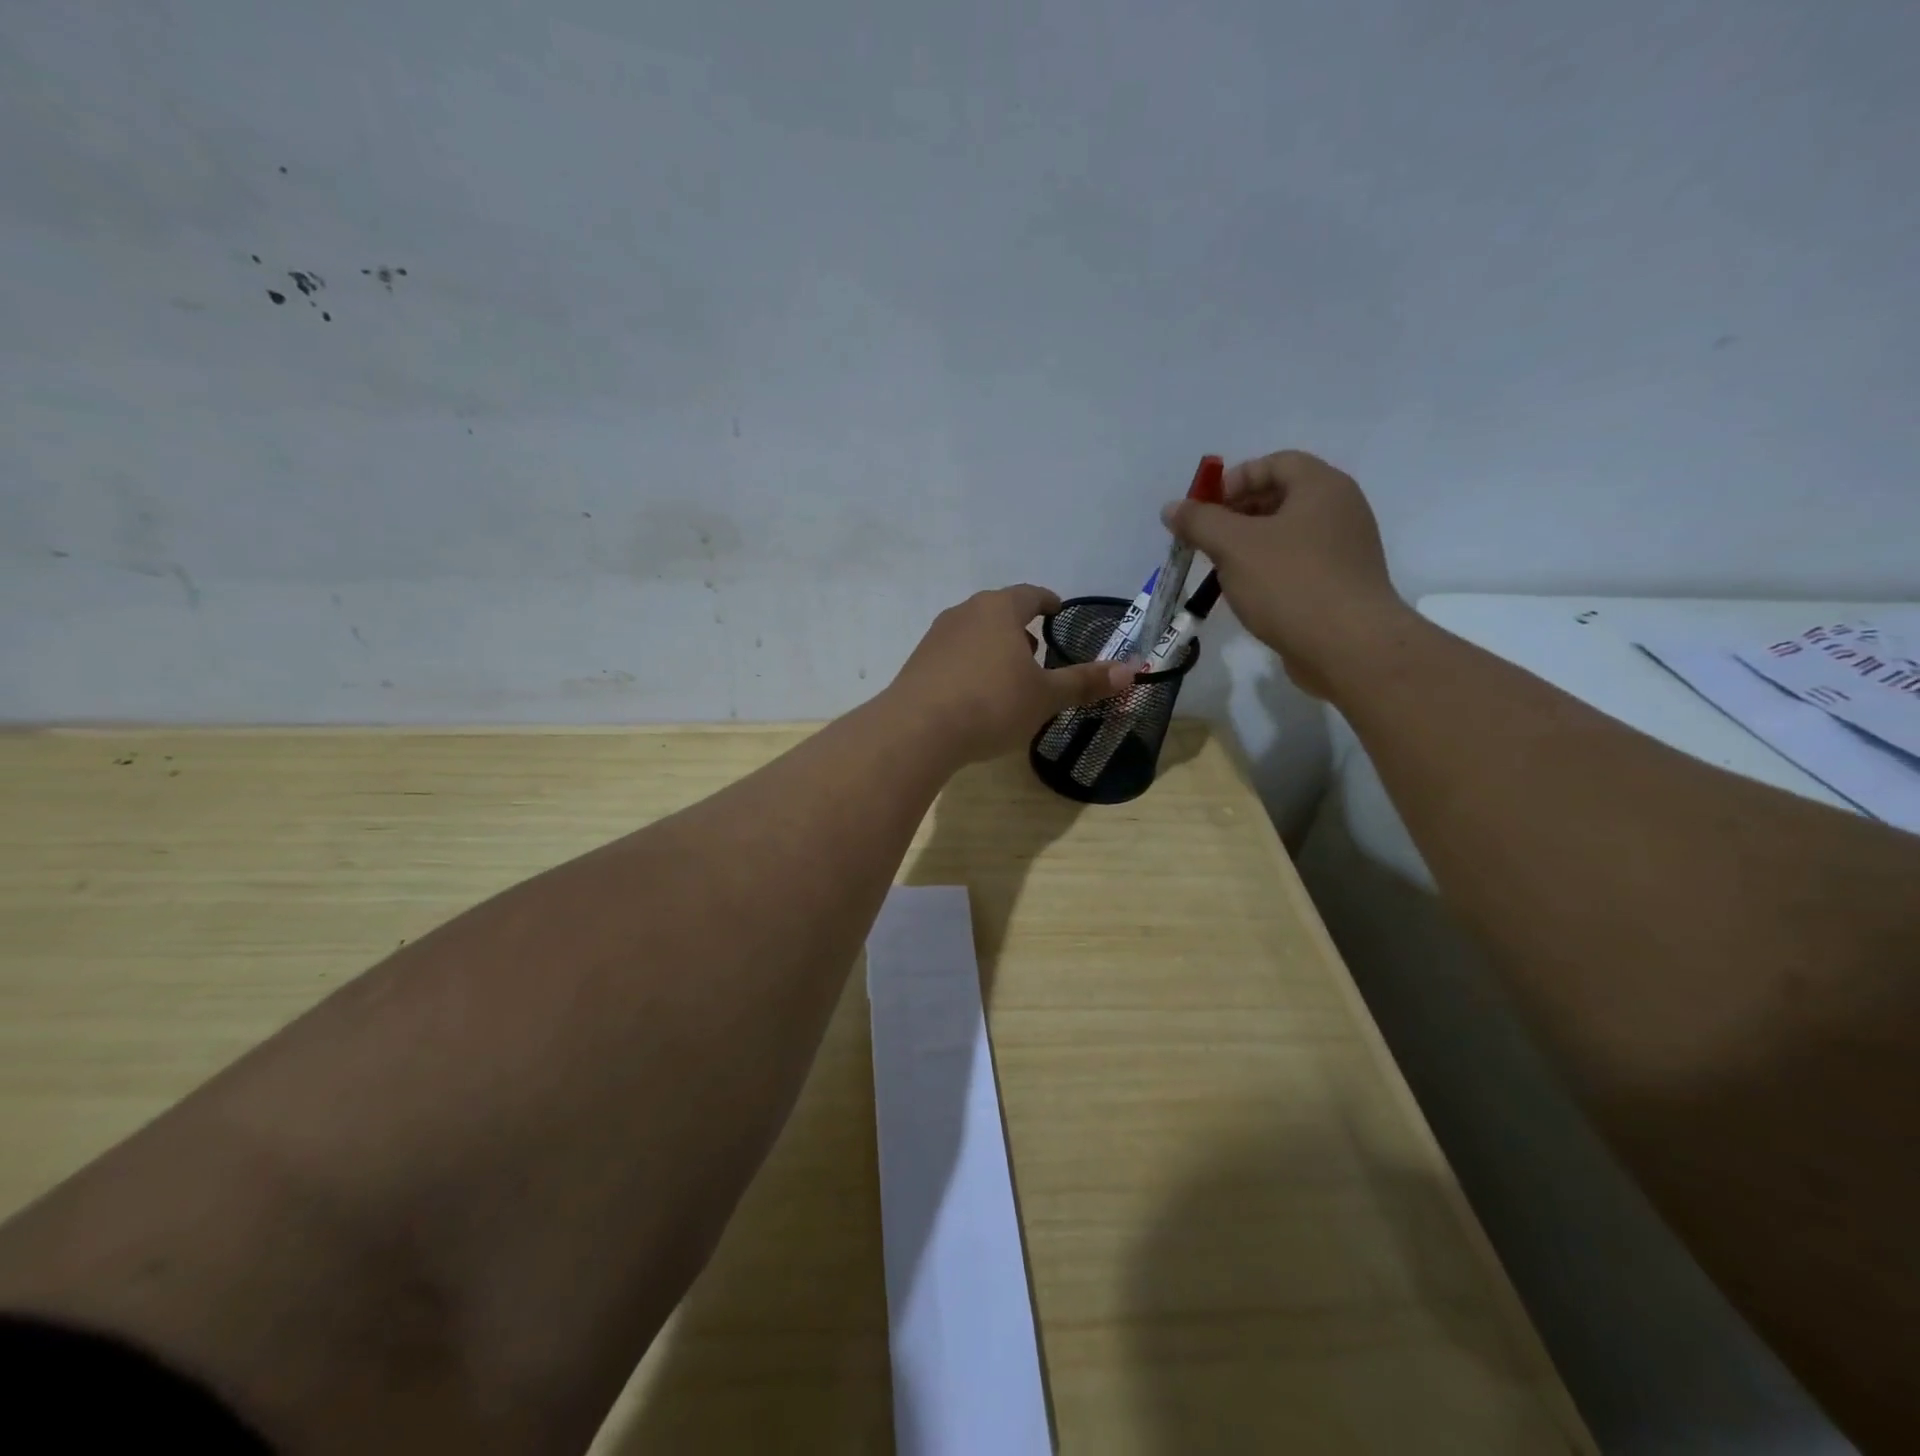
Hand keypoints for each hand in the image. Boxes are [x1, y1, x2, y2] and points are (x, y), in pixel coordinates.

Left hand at [888, 586, 1138, 764]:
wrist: (917, 730)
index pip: (1030, 594)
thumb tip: (1132, 670)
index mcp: (999, 610)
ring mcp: (937, 636)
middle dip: (1020, 628)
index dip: (1047, 602)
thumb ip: (1085, 682)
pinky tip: (975, 694)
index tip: (1057, 611)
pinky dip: (970, 665)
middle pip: (999, 611)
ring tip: (1007, 676)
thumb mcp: (1045, 696)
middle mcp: (965, 613)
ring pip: (974, 632)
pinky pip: (953, 654)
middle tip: (1036, 652)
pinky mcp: (918, 661)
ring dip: (994, 647)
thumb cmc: (991, 704)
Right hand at [1162, 450, 1411, 696]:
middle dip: (1238, 515)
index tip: (1205, 510)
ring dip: (1250, 546)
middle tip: (1206, 541)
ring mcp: (1345, 549)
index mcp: (1321, 486)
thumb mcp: (1233, 546)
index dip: (1235, 480)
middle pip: (1281, 497)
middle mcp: (1340, 509)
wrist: (1348, 645)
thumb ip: (1200, 522)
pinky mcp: (1341, 584)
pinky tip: (1249, 594)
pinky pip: (1299, 564)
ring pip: (1288, 534)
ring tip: (1222, 570)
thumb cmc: (1289, 583)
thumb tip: (1172, 508)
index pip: (1275, 463)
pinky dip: (1270, 570)